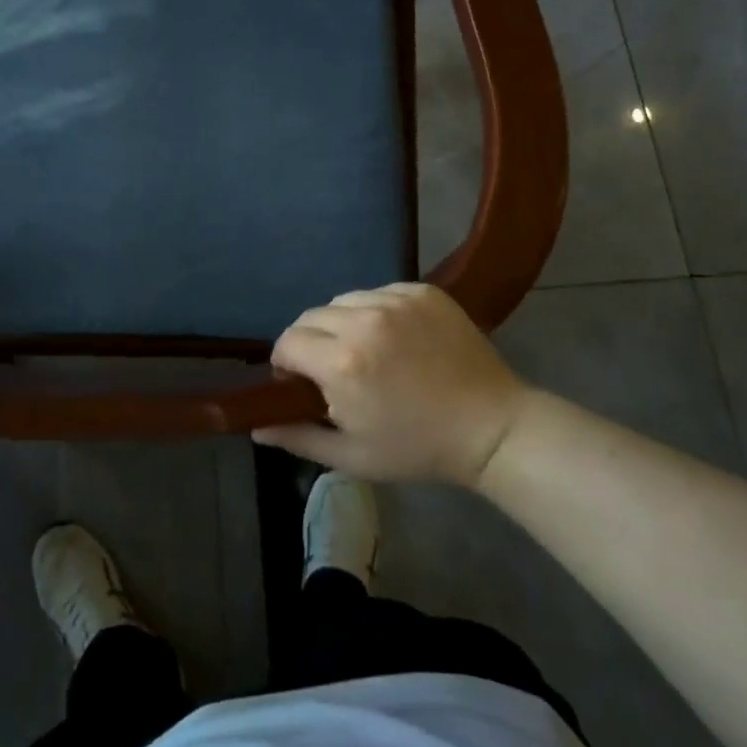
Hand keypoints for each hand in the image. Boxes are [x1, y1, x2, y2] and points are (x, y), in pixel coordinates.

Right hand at [253, 283, 527, 486]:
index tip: (301, 383)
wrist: (491, 427)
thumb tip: (256, 426)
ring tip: (365, 351)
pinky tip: (394, 338)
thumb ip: (298, 436)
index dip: (286, 363)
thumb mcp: (352, 455)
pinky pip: (378, 292)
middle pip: (311, 317)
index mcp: (342, 362)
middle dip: (310, 342)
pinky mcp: (422, 290)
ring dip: (342, 323)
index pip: (287, 342)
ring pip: (343, 300)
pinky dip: (375, 311)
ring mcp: (396, 300)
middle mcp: (364, 320)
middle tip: (332, 370)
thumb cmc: (417, 448)